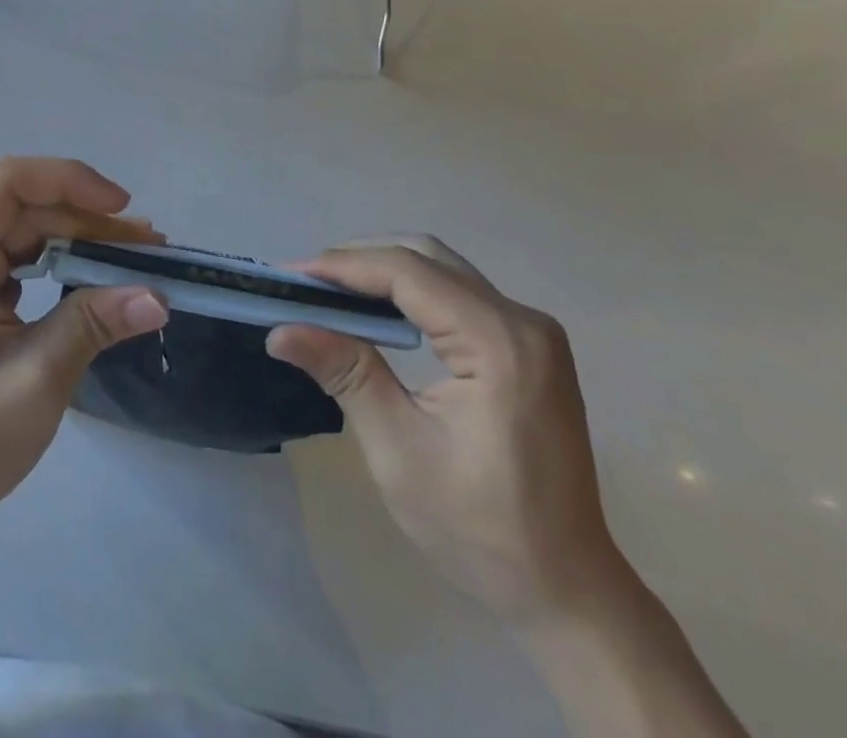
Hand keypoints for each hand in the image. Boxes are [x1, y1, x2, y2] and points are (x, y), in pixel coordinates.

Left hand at [0, 158, 168, 536]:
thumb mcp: (33, 380)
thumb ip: (92, 325)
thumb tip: (158, 296)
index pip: (8, 182)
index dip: (69, 180)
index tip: (123, 207)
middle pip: (22, 206)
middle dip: (87, 220)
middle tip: (148, 247)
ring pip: (24, 231)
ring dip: (79, 240)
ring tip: (134, 259)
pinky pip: (17, 259)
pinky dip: (59, 264)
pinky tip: (95, 280)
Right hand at [267, 237, 625, 625]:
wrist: (566, 588)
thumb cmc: (480, 528)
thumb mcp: (398, 450)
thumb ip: (344, 374)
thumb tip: (279, 330)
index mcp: (499, 344)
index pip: (408, 272)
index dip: (344, 266)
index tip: (290, 275)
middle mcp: (522, 321)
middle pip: (426, 257)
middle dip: (359, 260)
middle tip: (305, 284)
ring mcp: (531, 331)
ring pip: (442, 268)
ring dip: (382, 270)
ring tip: (329, 292)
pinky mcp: (528, 345)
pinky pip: (458, 291)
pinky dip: (409, 289)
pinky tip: (375, 310)